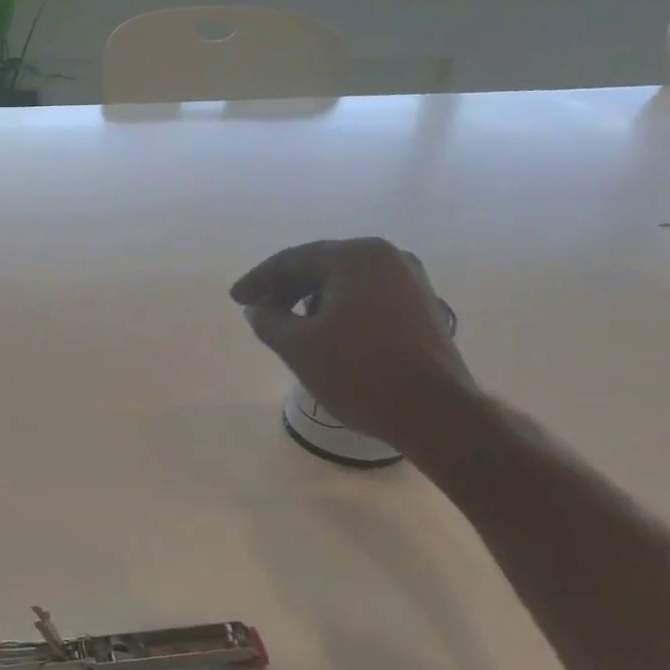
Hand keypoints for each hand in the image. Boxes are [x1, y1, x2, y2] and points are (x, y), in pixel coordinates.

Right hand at [230, 238, 474, 453]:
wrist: (434, 412)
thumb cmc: (358, 371)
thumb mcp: (298, 346)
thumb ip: (269, 321)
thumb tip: (257, 309)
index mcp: (356, 256)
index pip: (293, 260)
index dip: (259, 280)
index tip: (236, 299)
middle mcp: (388, 258)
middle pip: (322, 267)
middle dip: (286, 290)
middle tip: (259, 313)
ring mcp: (410, 282)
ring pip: (345, 284)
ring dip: (312, 301)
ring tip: (290, 328)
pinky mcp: (421, 307)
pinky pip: (367, 298)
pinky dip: (339, 311)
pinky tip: (325, 335)